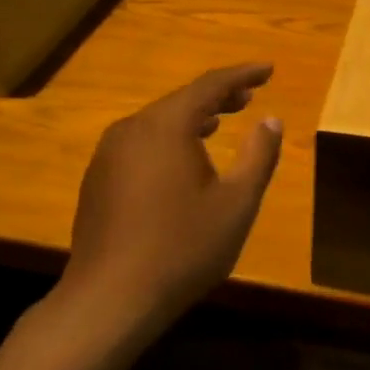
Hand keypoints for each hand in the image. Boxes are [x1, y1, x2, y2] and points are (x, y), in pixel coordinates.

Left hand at [59, 64, 283, 338]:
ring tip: (219, 123)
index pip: (210, 85)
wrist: (109, 299)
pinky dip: (168, 141)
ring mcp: (108, 155)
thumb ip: (258, 156)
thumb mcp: (236, 204)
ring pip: (158, 123)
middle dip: (218, 96)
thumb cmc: (182, 248)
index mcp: (165, 126)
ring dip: (192, 119)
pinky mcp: (98, 180)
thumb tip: (271, 119)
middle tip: (249, 96)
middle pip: (181, 101)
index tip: (268, 69)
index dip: (242, 75)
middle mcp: (132, 129)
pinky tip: (181, 163)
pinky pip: (140, 145)